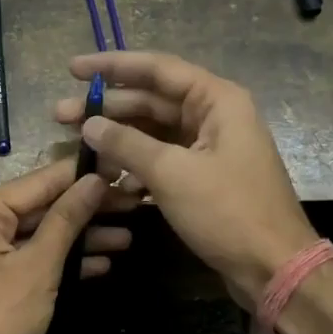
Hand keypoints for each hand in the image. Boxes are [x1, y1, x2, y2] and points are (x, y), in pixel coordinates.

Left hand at [0, 159, 132, 333]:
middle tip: (135, 205)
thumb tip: (95, 180)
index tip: (123, 168)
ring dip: (82, 238)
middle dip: (88, 209)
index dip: (84, 175)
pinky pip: (33, 259)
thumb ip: (66, 220)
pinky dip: (63, 262)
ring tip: (128, 237)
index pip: (41, 180)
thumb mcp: (38, 267)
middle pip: (42, 206)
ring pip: (41, 235)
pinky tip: (101, 265)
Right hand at [54, 51, 317, 308]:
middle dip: (106, 108)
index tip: (73, 69)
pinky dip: (132, 164)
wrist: (273, 267)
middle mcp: (213, 116)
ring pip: (152, 132)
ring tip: (73, 142)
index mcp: (216, 101)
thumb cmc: (227, 212)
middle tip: (59, 114)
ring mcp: (208, 148)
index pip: (157, 69)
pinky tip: (102, 173)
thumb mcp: (172, 173)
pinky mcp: (201, 178)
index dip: (112, 66)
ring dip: (116, 137)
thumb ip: (126, 144)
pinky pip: (160, 159)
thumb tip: (89, 124)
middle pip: (151, 101)